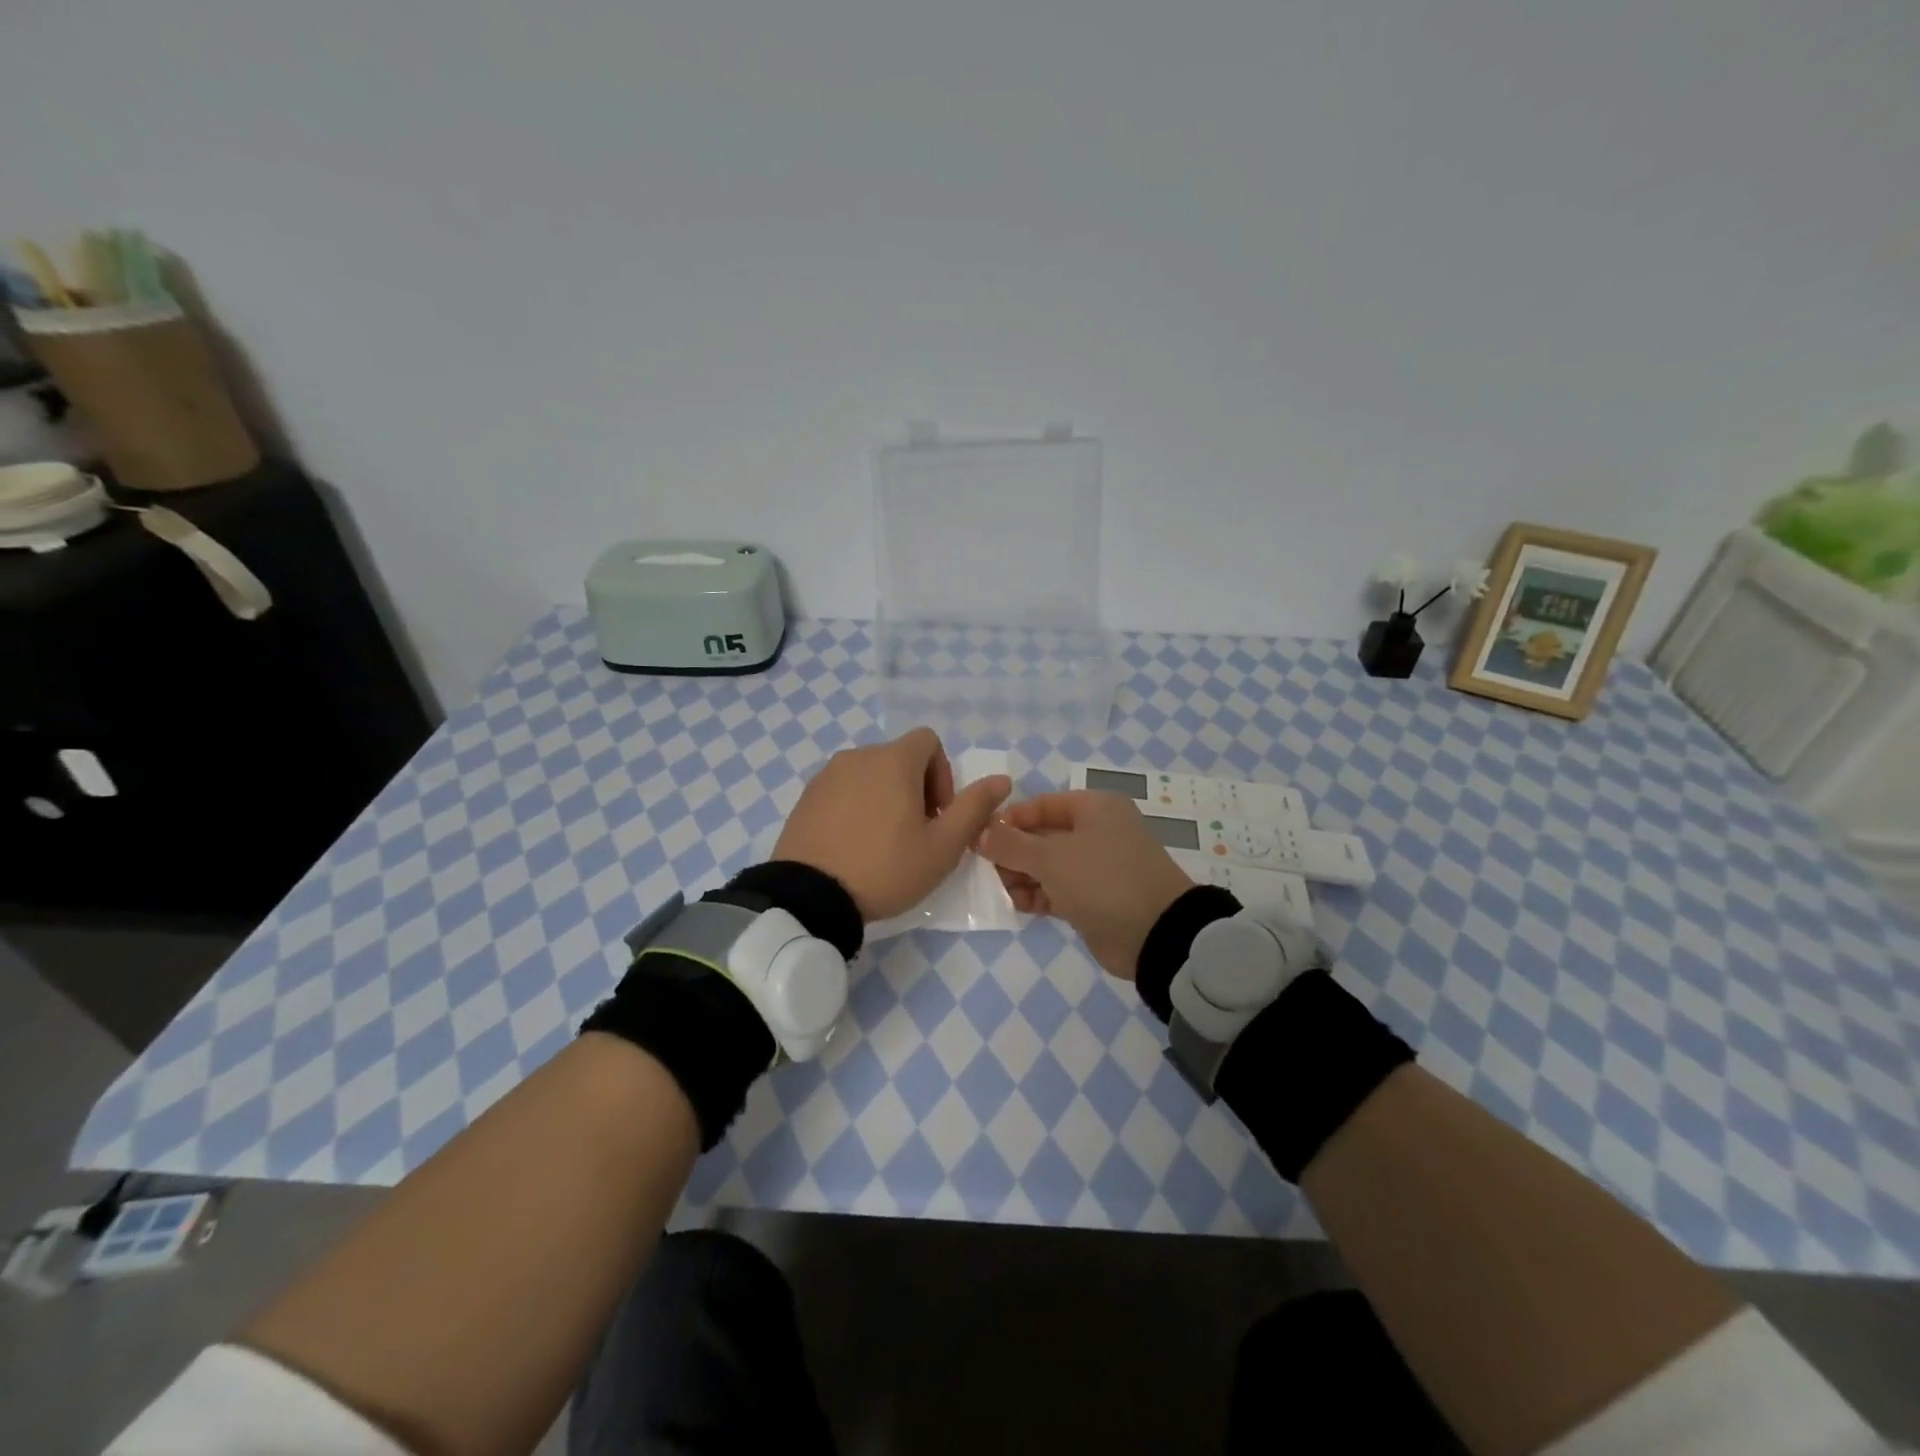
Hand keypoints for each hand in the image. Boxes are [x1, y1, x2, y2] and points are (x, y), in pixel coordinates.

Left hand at [773, 727, 1012, 922]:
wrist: (809, 897)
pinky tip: (855, 845)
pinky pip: (843, 790)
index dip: (943, 774)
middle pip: (899, 758)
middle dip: (917, 789)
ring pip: (870, 774)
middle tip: (917, 834)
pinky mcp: (806, 797)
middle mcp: (858, 756)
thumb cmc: (886, 868)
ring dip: (886, 798)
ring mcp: (827, 776)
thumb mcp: (942, 846)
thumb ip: (974, 808)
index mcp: (894, 761)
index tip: (938, 814)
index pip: (929, 741)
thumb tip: (1002, 780)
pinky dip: (857, 807)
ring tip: (885, 843)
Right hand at [977, 791, 1194, 979]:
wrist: (1155, 935)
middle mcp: (1097, 832)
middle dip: (1011, 850)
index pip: (1041, 805)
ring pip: (1047, 865)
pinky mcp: (1094, 899)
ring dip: (1020, 875)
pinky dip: (1035, 894)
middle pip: (1042, 835)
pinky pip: (1056, 890)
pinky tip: (1011, 903)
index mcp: (1094, 808)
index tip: (977, 836)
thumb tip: (979, 832)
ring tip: (993, 888)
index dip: (1009, 819)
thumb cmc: (1102, 879)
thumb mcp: (1050, 857)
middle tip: (980, 867)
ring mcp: (1096, 867)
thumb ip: (1010, 844)